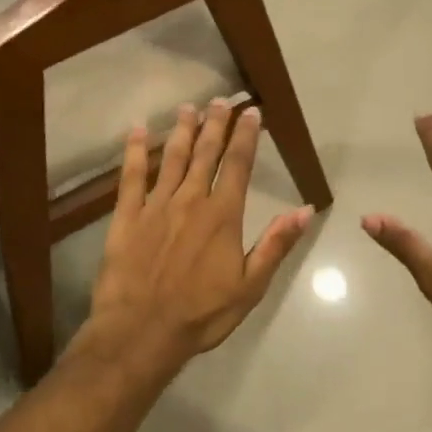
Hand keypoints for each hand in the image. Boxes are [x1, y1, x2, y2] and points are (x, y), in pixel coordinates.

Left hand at [85, 101, 313, 376]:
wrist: (141, 331)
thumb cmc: (201, 313)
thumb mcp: (250, 286)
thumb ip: (276, 244)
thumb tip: (305, 210)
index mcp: (223, 216)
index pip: (238, 166)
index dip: (246, 137)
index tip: (252, 113)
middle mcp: (190, 201)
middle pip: (205, 154)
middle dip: (215, 124)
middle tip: (221, 99)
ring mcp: (155, 206)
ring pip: (172, 158)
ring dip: (182, 130)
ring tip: (188, 107)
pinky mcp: (126, 217)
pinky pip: (131, 176)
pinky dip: (135, 151)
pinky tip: (137, 130)